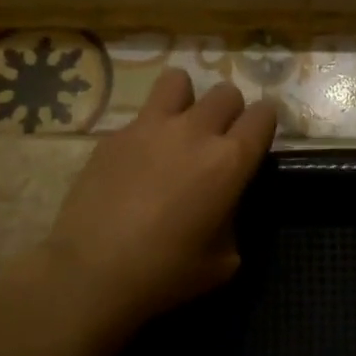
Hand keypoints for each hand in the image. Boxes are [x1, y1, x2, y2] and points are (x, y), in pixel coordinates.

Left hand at [40, 69, 276, 333]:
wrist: (92, 272)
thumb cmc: (166, 273)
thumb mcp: (224, 259)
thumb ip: (233, 217)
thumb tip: (223, 203)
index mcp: (230, 161)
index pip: (263, 115)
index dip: (264, 123)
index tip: (256, 138)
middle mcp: (195, 131)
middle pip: (226, 92)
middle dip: (229, 112)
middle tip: (217, 140)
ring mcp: (151, 127)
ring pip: (179, 81)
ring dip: (186, 100)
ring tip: (178, 127)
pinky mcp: (115, 134)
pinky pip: (141, 116)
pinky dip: (148, 130)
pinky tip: (137, 160)